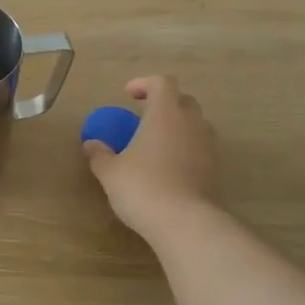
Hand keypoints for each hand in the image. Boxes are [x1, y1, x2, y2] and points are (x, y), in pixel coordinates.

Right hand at [83, 75, 219, 239]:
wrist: (182, 221)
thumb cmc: (141, 186)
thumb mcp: (110, 171)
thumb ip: (99, 154)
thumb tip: (91, 144)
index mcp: (165, 113)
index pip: (162, 82)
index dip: (144, 84)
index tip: (128, 95)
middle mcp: (191, 122)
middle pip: (183, 100)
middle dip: (164, 103)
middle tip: (142, 117)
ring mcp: (207, 145)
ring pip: (194, 124)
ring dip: (176, 126)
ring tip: (155, 143)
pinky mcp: (213, 167)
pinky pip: (198, 146)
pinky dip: (184, 148)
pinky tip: (166, 166)